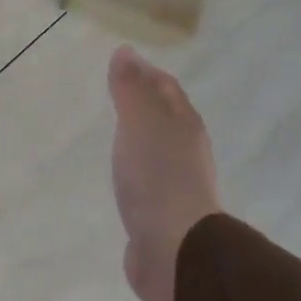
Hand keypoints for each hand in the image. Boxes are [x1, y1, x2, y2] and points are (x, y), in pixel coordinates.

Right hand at [107, 47, 220, 300]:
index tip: (124, 61)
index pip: (166, 88)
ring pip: (157, 147)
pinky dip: (134, 166)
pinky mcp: (160, 212)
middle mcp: (185, 150)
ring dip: (140, 135)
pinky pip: (146, 178)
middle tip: (116, 91)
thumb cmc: (157, 177)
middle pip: (166, 116)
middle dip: (145, 101)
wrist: (174, 248)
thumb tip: (125, 51)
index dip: (147, 72)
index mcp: (184, 124)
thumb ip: (130, 88)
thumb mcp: (139, 123)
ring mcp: (175, 183)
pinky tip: (121, 173)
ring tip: (115, 129)